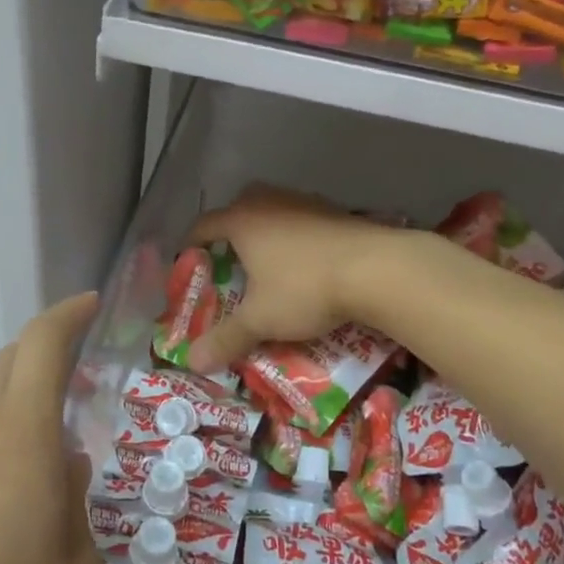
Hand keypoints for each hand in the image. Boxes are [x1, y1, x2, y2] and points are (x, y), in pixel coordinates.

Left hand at [0, 292, 104, 563]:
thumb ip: (76, 506)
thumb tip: (63, 471)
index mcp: (20, 437)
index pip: (41, 346)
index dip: (67, 315)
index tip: (91, 305)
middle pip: (7, 365)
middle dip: (45, 355)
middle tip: (84, 381)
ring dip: (21, 412)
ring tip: (53, 463)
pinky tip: (10, 510)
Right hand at [184, 185, 395, 374]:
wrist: (375, 268)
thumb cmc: (304, 288)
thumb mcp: (261, 319)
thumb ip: (226, 338)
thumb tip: (193, 362)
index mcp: (241, 220)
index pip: (203, 225)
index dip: (191, 245)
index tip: (189, 265)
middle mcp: (268, 202)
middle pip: (238, 209)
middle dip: (230, 234)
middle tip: (230, 264)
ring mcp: (303, 202)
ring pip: (273, 211)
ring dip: (266, 233)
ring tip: (268, 265)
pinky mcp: (333, 210)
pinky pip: (301, 220)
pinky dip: (296, 237)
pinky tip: (305, 262)